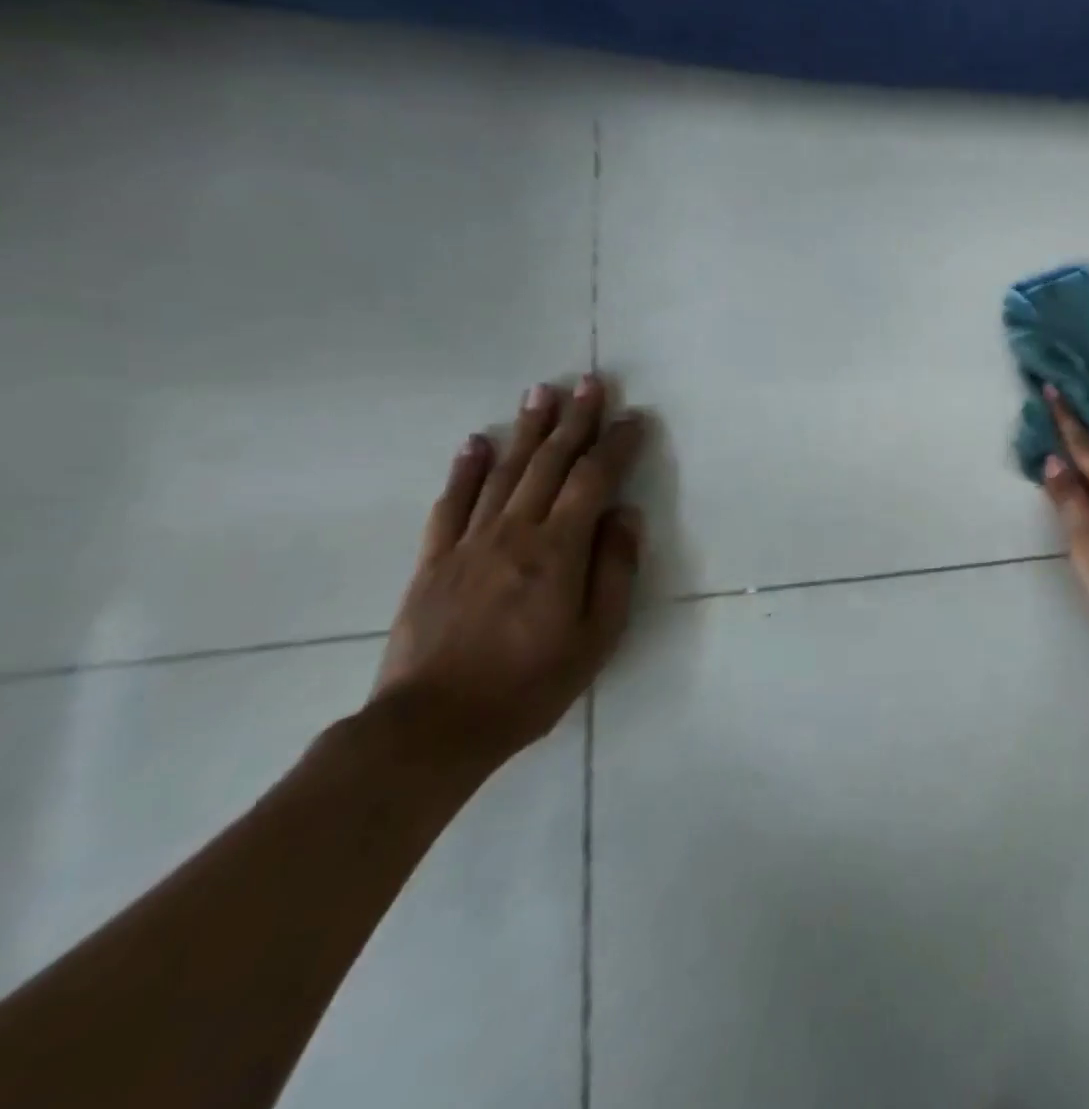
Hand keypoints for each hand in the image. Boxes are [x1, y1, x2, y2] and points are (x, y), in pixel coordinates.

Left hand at [371, 375, 646, 766]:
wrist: (433, 727)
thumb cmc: (531, 684)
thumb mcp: (598, 636)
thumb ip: (614, 569)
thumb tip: (624, 515)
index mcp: (558, 550)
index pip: (594, 480)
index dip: (616, 445)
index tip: (634, 418)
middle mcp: (514, 532)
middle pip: (549, 463)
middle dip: (574, 420)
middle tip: (589, 382)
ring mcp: (468, 542)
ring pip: (503, 472)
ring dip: (525, 429)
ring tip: (540, 393)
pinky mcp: (434, 560)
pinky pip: (451, 504)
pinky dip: (465, 469)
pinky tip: (475, 443)